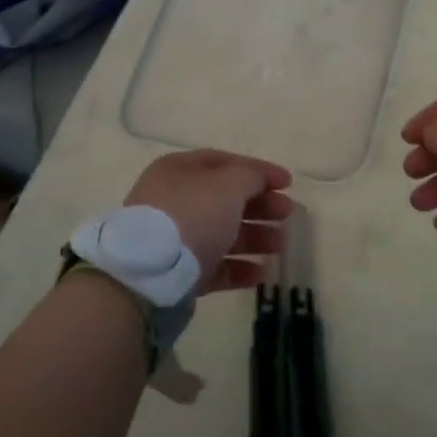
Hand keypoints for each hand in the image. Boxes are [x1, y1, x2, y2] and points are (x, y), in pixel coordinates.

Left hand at [125, 150, 293, 294]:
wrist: (149, 274)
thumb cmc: (192, 215)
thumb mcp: (228, 185)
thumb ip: (250, 176)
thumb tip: (259, 179)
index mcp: (178, 170)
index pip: (224, 162)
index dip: (258, 170)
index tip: (288, 183)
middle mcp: (173, 200)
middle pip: (224, 199)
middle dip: (259, 205)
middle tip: (287, 213)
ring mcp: (174, 239)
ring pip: (221, 233)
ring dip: (254, 237)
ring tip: (280, 245)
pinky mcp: (177, 274)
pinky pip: (213, 266)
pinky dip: (238, 268)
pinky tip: (261, 274)